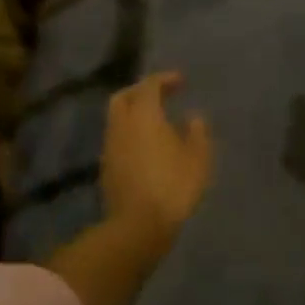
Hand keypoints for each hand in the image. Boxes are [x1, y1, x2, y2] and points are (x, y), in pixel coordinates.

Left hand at [100, 72, 213, 257]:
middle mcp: (122, 125)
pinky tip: (146, 146)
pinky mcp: (106, 168)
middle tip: (161, 95)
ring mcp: (110, 147)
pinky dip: (130, 133)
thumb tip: (193, 118)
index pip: (149, 85)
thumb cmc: (173, 185)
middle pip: (123, 97)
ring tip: (156, 122)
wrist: (138, 225)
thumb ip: (197, 133)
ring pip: (117, 119)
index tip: (181, 82)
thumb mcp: (198, 158)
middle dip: (141, 91)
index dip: (165, 79)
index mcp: (144, 115)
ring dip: (134, 114)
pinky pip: (117, 139)